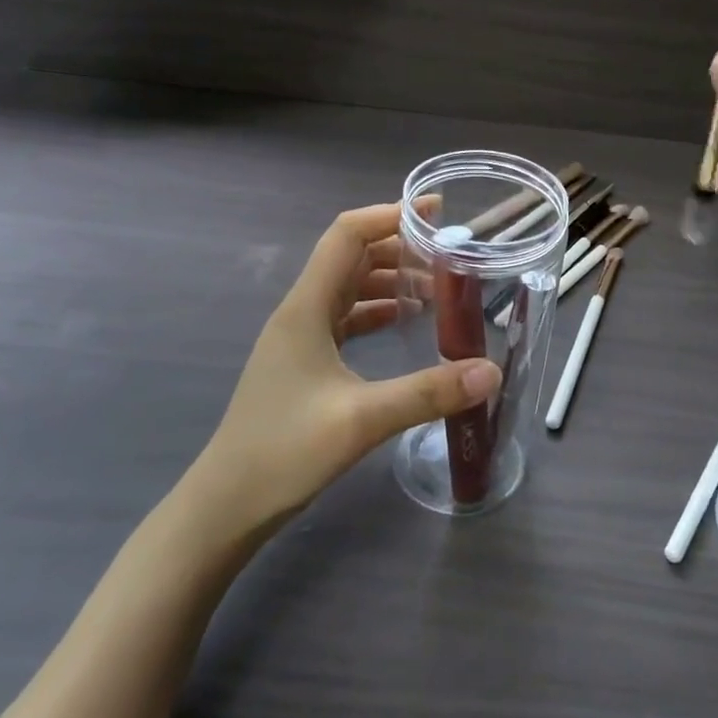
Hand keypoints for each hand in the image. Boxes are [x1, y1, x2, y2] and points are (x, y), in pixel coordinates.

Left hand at [193, 202, 501, 533]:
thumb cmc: (284, 452)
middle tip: (449, 254)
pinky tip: (404, 322)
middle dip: (399, 246)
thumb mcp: (362, 420)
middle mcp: (301, 311)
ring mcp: (300, 336)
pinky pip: (345, 318)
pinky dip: (376, 310)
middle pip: (352, 256)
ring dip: (390, 279)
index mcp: (307, 307)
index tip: (437, 213)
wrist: (227, 505)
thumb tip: (490, 372)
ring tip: (436, 287)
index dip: (390, 215)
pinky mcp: (304, 361)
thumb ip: (428, 393)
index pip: (348, 235)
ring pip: (349, 287)